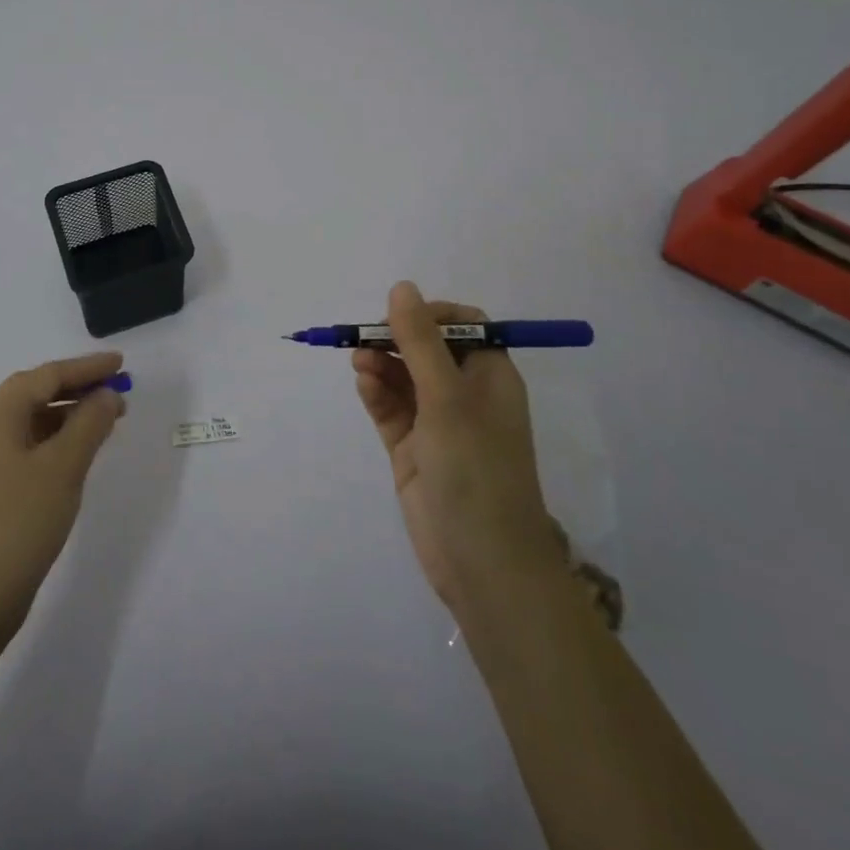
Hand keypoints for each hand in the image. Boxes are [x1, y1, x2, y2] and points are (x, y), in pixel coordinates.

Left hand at [0, 352, 126, 640]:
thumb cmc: (21, 521)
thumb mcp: (65, 466)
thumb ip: (90, 422)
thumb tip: (106, 396)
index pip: (47, 375)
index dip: (87, 368)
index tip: (120, 364)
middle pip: (34, 394)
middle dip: (77, 390)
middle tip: (117, 394)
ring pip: (28, 422)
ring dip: (66, 416)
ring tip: (104, 424)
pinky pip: (22, 446)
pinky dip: (51, 441)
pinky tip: (74, 455)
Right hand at [352, 281, 561, 615]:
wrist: (482, 562)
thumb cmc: (475, 467)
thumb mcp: (447, 396)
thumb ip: (420, 341)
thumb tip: (401, 287)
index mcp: (490, 377)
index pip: (464, 326)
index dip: (431, 315)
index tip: (400, 318)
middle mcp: (465, 395)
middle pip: (426, 349)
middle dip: (396, 339)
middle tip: (366, 339)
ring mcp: (437, 424)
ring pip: (404, 378)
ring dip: (382, 364)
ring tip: (359, 362)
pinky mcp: (413, 451)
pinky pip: (391, 409)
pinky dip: (377, 393)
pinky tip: (363, 383)